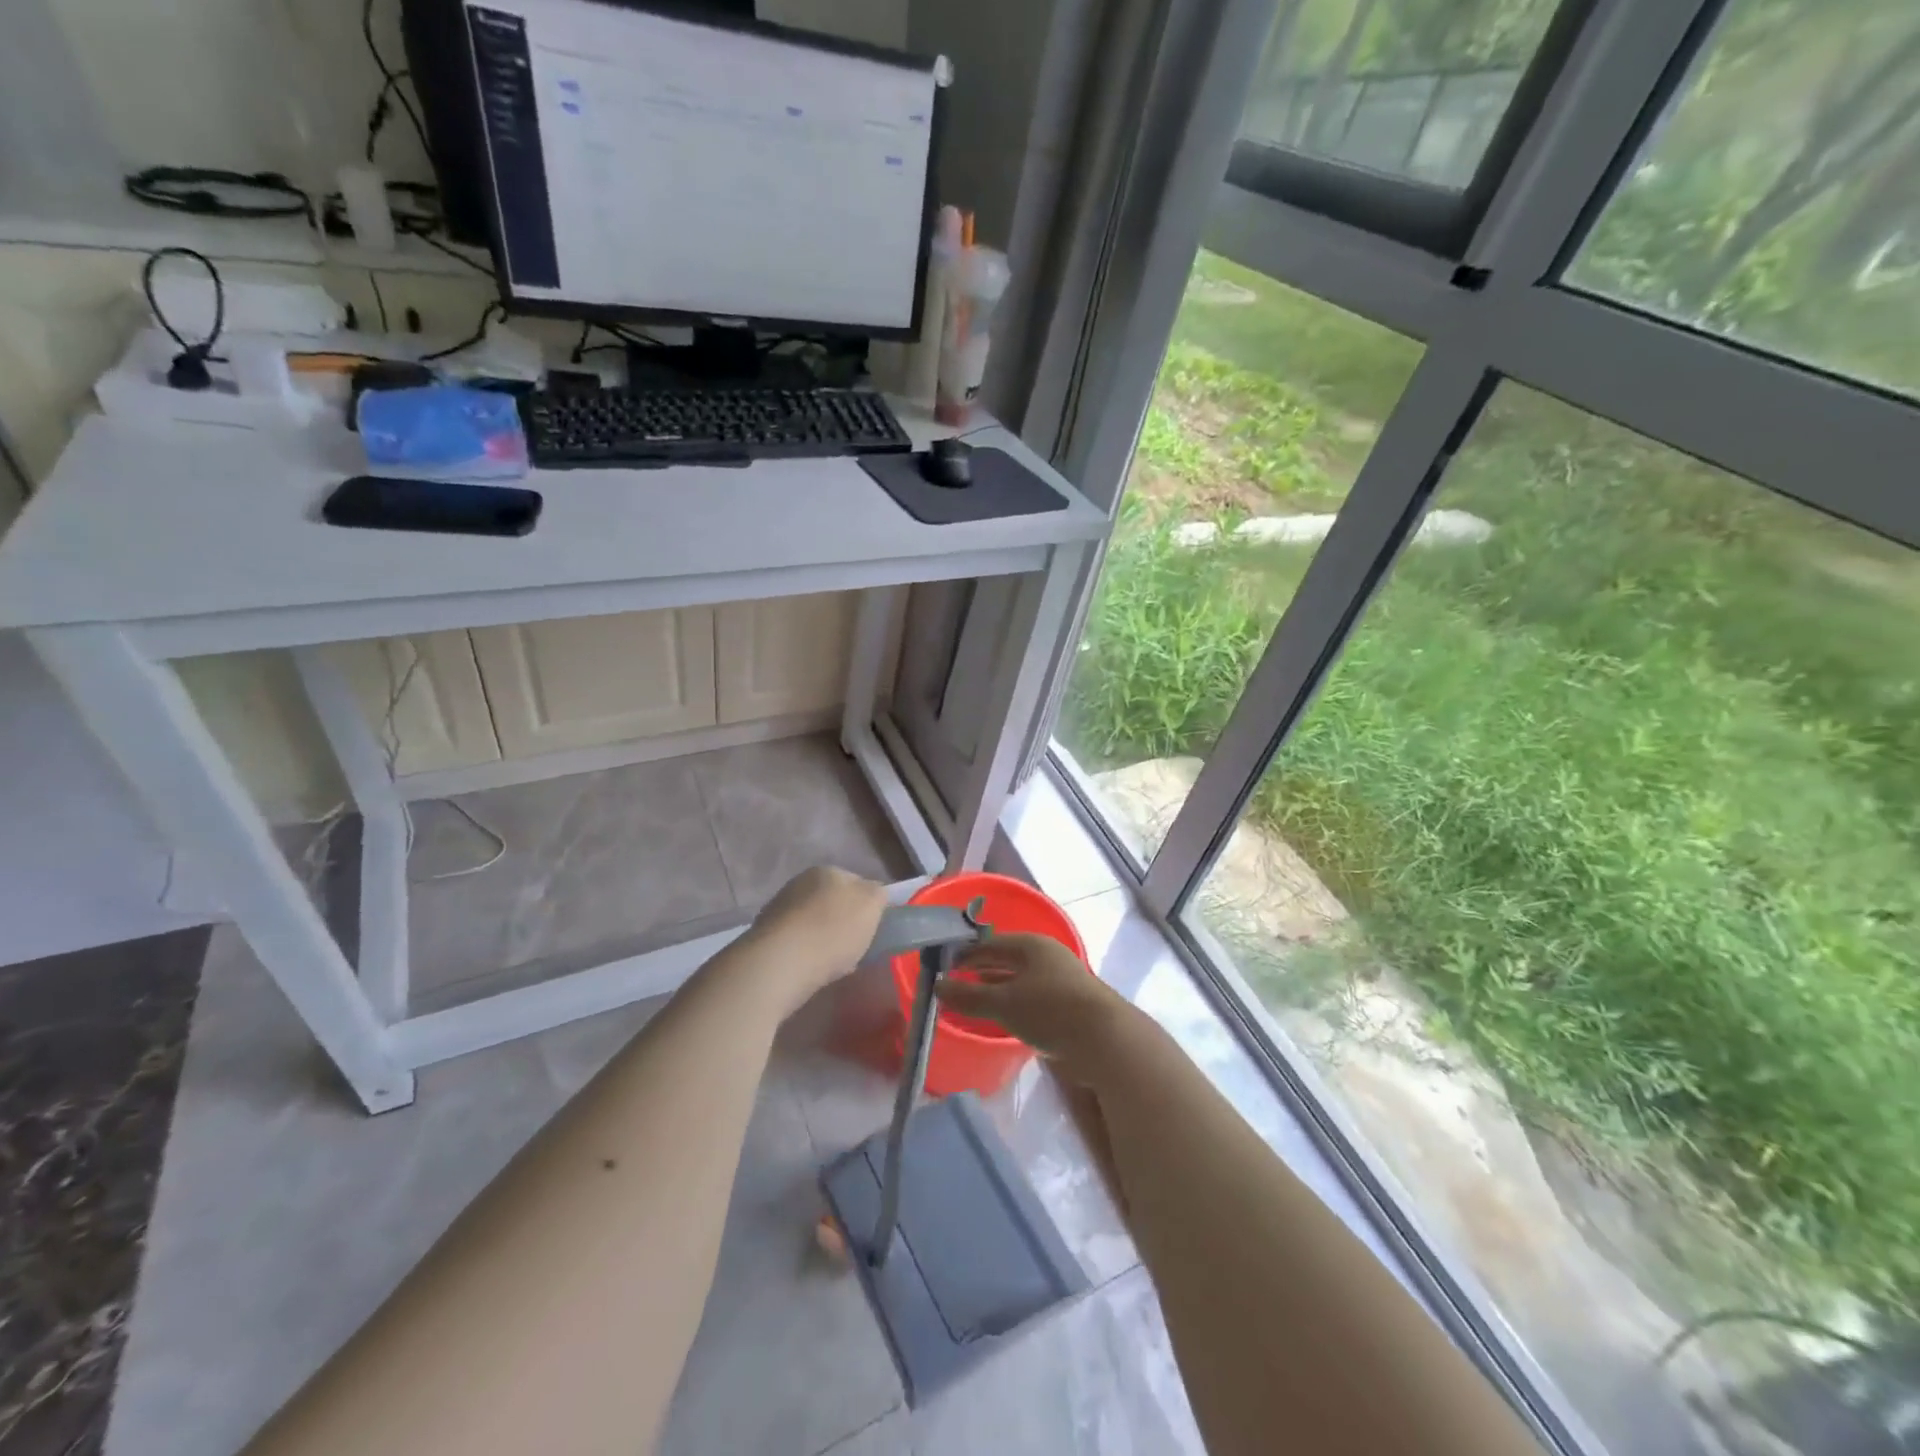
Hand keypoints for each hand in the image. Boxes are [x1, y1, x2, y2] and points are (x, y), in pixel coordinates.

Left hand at [740, 866, 888, 1008]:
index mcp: (827, 870)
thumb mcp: (872, 905)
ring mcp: (779, 907)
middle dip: (842, 921)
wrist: (780, 963)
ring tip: (833, 963)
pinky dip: (804, 952)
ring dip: (822, 937)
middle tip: (855, 947)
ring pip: (812, 921)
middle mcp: (800, 882)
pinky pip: (795, 941)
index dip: (868, 905)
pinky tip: (810, 968)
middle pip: (831, 901)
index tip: (873, 928)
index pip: (856, 882)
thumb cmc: (833, 930)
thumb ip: (878, 894)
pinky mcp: (764, 935)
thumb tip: (875, 894)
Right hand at [936, 933, 1138, 1082]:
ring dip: (996, 987)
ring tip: (973, 999)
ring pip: (1020, 979)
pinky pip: (1031, 997)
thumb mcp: (1003, 1004)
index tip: (944, 966)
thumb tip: (937, 986)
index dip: (966, 953)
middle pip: (1006, 958)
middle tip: (955, 981)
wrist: (1106, 1040)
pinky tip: (1002, 1017)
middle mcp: (1046, 956)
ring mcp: (1060, 979)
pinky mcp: (1069, 1004)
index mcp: (1031, 945)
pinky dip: (1013, 1003)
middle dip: (981, 969)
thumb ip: (968, 996)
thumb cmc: (1050, 1011)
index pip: (990, 943)